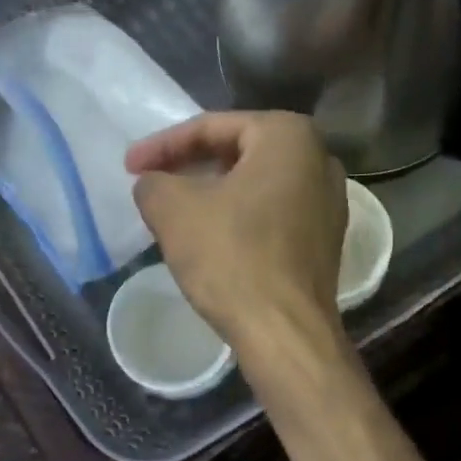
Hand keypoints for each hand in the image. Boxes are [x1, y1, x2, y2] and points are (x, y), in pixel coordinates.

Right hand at [126, 111, 347, 355]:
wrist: (286, 332)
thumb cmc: (232, 258)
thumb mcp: (173, 210)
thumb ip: (154, 182)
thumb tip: (155, 184)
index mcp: (289, 135)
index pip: (212, 128)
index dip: (163, 145)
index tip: (129, 166)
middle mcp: (320, 160)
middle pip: (239, 153)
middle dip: (192, 166)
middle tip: (155, 183)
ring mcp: (330, 203)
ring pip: (257, 186)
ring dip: (215, 194)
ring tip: (178, 212)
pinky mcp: (326, 241)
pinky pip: (274, 215)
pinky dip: (241, 219)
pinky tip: (214, 239)